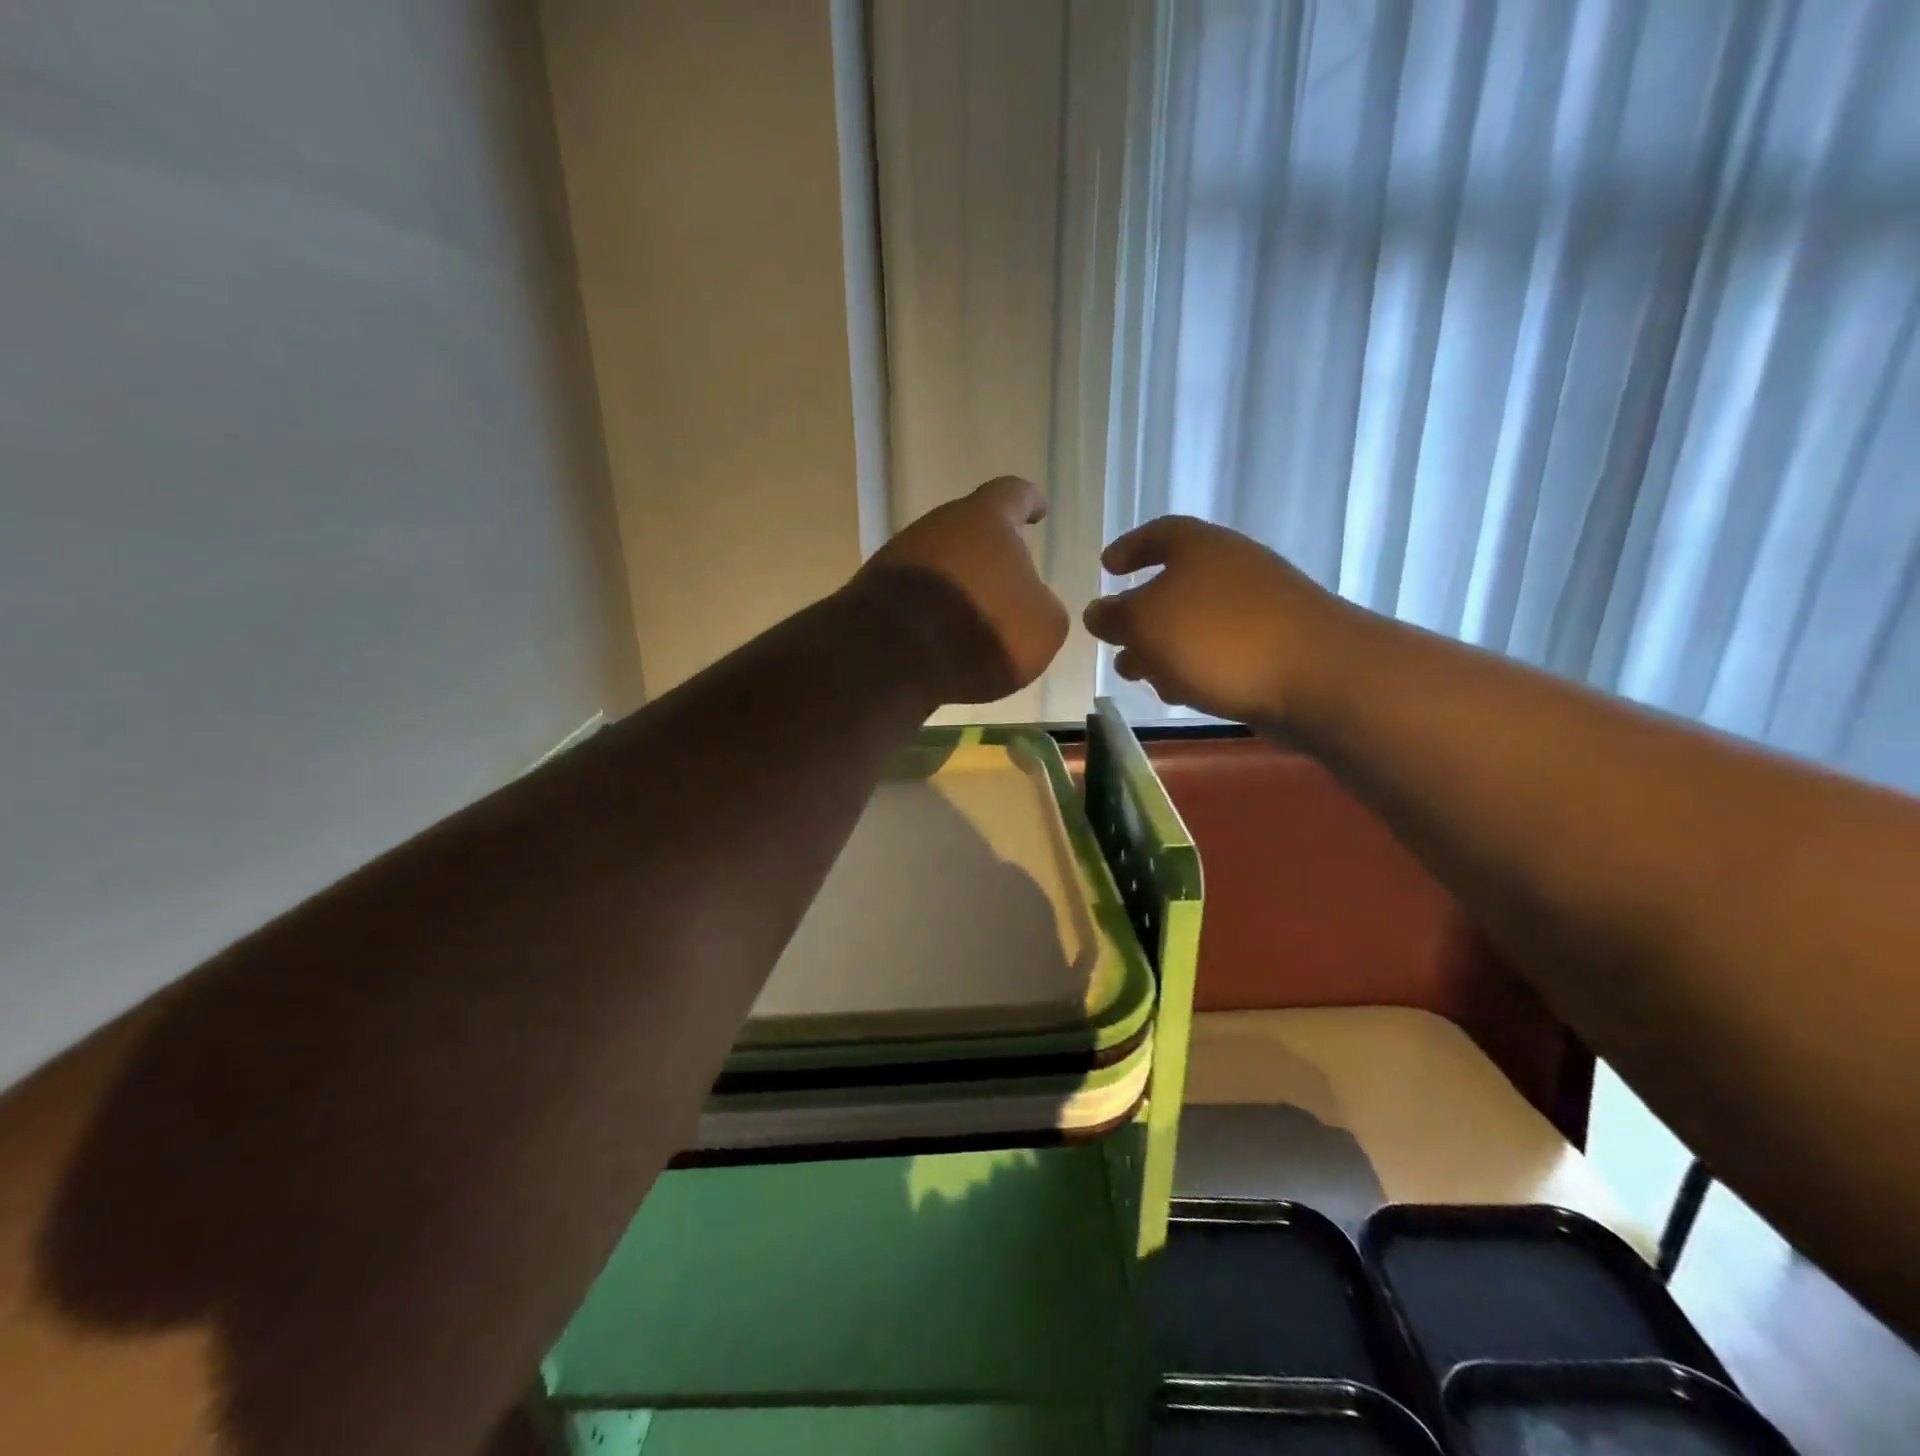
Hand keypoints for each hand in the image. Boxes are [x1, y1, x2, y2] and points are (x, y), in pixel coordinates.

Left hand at [853, 476, 1069, 706]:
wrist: (893, 656)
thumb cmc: (982, 629)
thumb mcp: (1043, 626)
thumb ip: (1042, 605)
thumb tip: (1028, 603)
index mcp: (985, 519)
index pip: (1012, 494)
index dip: (1027, 501)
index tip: (1037, 509)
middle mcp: (937, 526)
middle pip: (969, 531)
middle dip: (988, 555)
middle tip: (1007, 584)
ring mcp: (898, 556)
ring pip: (939, 563)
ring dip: (957, 586)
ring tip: (974, 622)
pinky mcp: (872, 592)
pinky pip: (913, 595)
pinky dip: (930, 611)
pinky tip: (940, 640)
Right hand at [1083, 516, 1358, 724]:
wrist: (1318, 675)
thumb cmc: (1218, 638)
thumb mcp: (1145, 623)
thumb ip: (1113, 617)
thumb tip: (1097, 612)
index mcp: (1198, 547)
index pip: (1156, 534)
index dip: (1128, 548)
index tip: (1107, 566)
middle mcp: (1230, 567)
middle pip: (1174, 584)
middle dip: (1140, 617)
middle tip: (1116, 642)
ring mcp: (1258, 606)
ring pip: (1195, 623)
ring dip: (1162, 648)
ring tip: (1138, 676)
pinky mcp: (1276, 644)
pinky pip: (1221, 649)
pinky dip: (1194, 665)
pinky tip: (1181, 693)